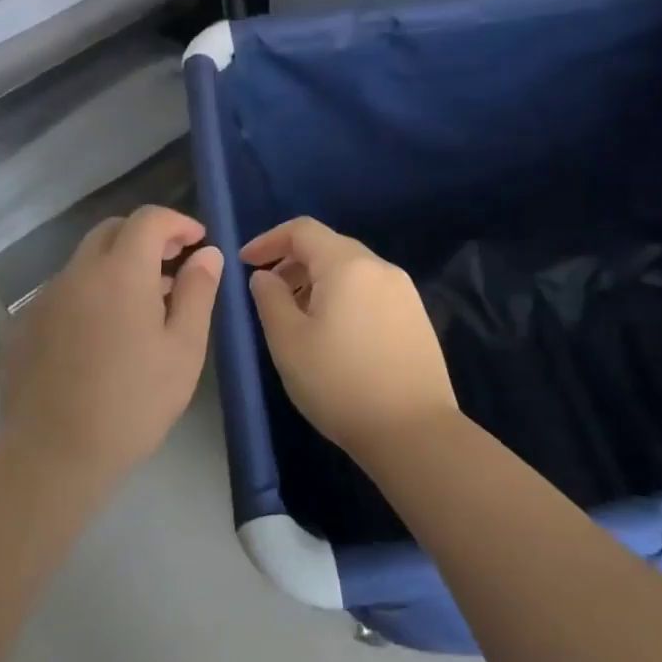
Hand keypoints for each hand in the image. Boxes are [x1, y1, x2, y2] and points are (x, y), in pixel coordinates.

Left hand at [0, 206, 222, 478]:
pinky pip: (65, 291)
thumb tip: (207, 253)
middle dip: (146, 238)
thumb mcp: (183, 349)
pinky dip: (91, 293)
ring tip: (142, 307)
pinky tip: (103, 335)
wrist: (52, 455)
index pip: (148, 219)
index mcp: (120, 272)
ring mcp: (45, 298)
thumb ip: (198, 291)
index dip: (178, 222)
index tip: (198, 243)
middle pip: (112, 231)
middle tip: (172, 267)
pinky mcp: (26, 324)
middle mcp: (78, 273)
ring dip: (117, 266)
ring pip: (86, 261)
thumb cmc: (133, 403)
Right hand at [242, 218, 460, 460]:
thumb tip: (265, 276)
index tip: (246, 263)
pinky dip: (344, 297)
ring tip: (298, 317)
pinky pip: (371, 291)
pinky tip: (334, 333)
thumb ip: (270, 299)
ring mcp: (404, 291)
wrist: (413, 431)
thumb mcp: (289, 342)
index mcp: (348, 265)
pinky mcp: (416, 316)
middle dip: (293, 262)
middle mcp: (380, 268)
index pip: (303, 230)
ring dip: (318, 281)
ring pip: (351, 270)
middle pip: (329, 247)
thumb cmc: (340, 383)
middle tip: (269, 293)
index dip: (269, 240)